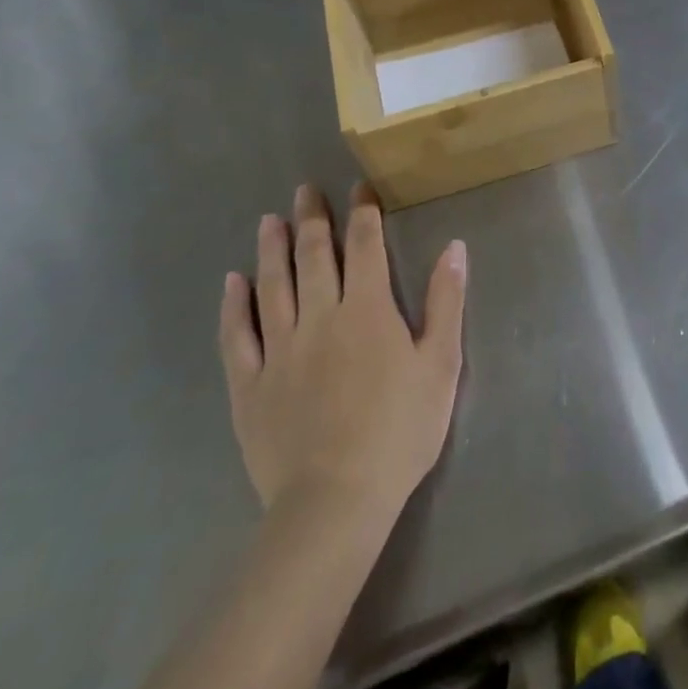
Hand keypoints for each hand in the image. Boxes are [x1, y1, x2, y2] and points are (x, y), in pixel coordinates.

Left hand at [218, 184, 466, 519]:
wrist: (336, 500)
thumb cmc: (400, 429)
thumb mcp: (441, 363)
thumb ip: (446, 302)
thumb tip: (454, 247)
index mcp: (368, 309)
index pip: (365, 246)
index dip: (363, 213)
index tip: (359, 188)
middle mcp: (320, 317)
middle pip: (313, 256)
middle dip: (311, 219)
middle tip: (305, 190)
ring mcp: (279, 350)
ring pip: (272, 286)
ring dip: (271, 249)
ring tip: (269, 219)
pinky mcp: (250, 385)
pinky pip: (236, 336)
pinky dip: (233, 306)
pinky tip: (233, 283)